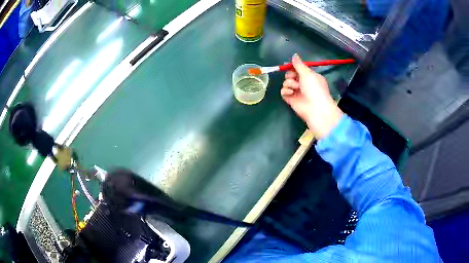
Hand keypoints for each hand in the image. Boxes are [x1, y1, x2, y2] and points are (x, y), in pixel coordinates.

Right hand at [281, 54, 343, 138]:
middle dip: (290, 75)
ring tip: (295, 87)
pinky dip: (286, 91)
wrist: (315, 108)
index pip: (299, 69)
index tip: (291, 66)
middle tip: (294, 78)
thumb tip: (294, 55)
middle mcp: (303, 83)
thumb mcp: (307, 73)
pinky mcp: (291, 99)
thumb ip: (299, 64)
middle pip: (290, 75)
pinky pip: (283, 91)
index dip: (294, 67)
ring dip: (289, 83)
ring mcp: (296, 92)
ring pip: (286, 82)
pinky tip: (291, 93)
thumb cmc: (314, 88)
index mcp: (310, 76)